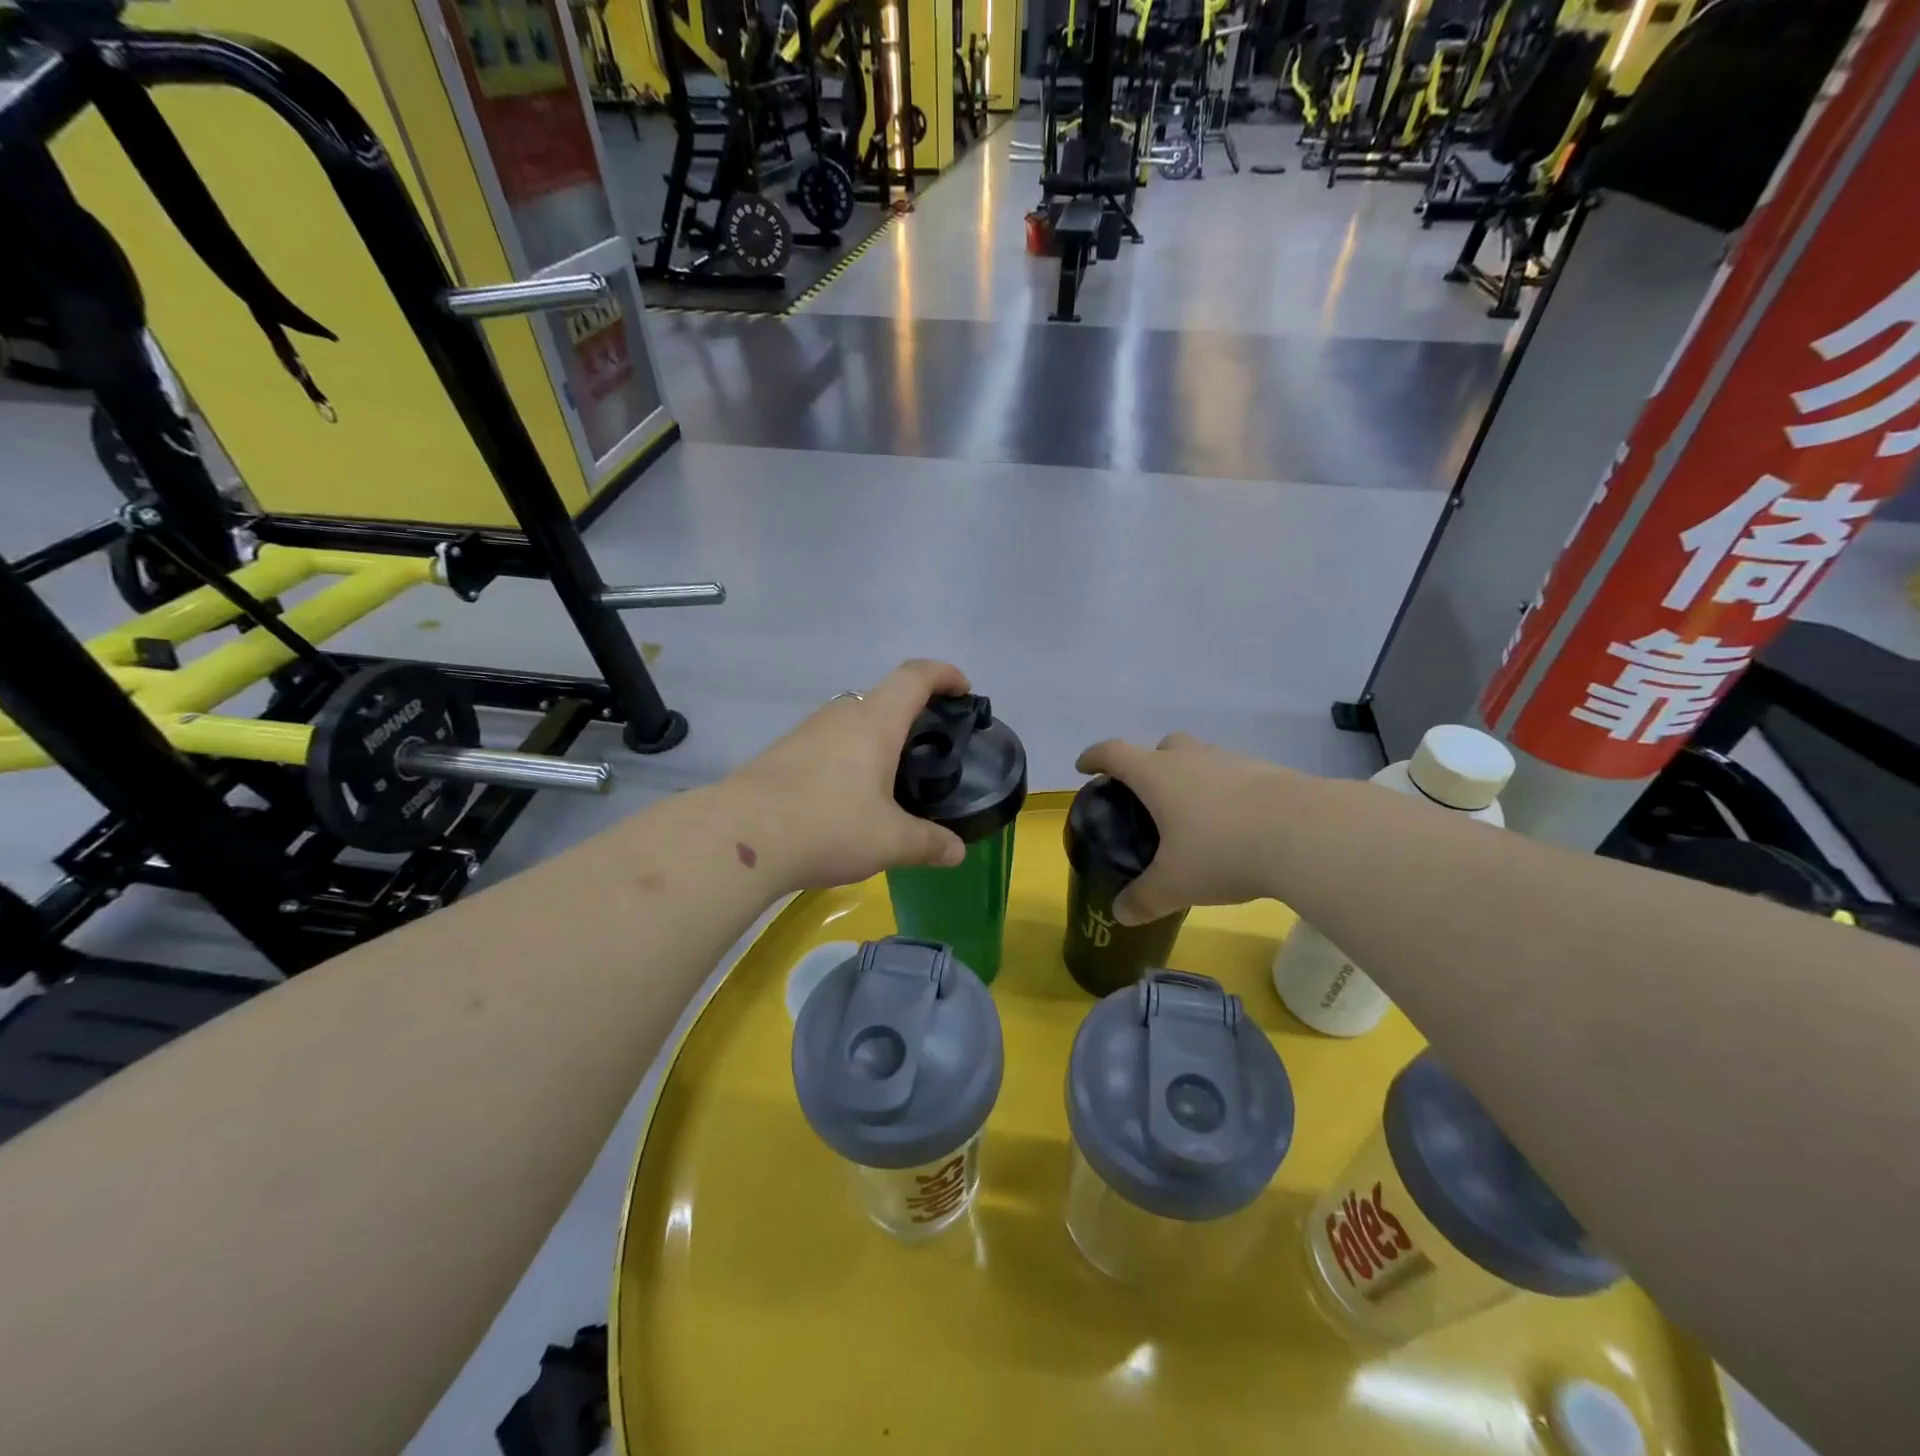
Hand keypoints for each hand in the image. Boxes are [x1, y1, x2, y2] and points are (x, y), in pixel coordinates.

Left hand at [725, 660, 972, 890]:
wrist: (741, 837)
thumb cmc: (829, 825)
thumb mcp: (890, 841)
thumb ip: (929, 843)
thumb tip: (958, 852)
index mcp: (875, 720)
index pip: (916, 676)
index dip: (944, 675)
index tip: (963, 690)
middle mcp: (841, 714)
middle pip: (884, 697)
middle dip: (912, 715)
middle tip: (930, 750)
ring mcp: (807, 732)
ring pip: (853, 722)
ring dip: (877, 739)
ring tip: (891, 780)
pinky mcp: (782, 753)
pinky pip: (828, 745)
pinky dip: (848, 759)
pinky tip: (848, 799)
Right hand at [1076, 733, 1305, 924]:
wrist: (1305, 834)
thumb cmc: (1222, 851)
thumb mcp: (1175, 884)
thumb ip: (1144, 898)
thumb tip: (1121, 914)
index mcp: (1157, 775)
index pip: (1114, 753)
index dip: (1094, 757)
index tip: (1084, 766)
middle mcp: (1191, 758)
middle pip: (1161, 747)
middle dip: (1148, 765)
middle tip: (1148, 798)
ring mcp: (1232, 761)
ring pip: (1201, 759)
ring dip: (1191, 777)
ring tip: (1195, 817)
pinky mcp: (1268, 772)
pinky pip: (1234, 775)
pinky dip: (1226, 792)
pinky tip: (1236, 824)